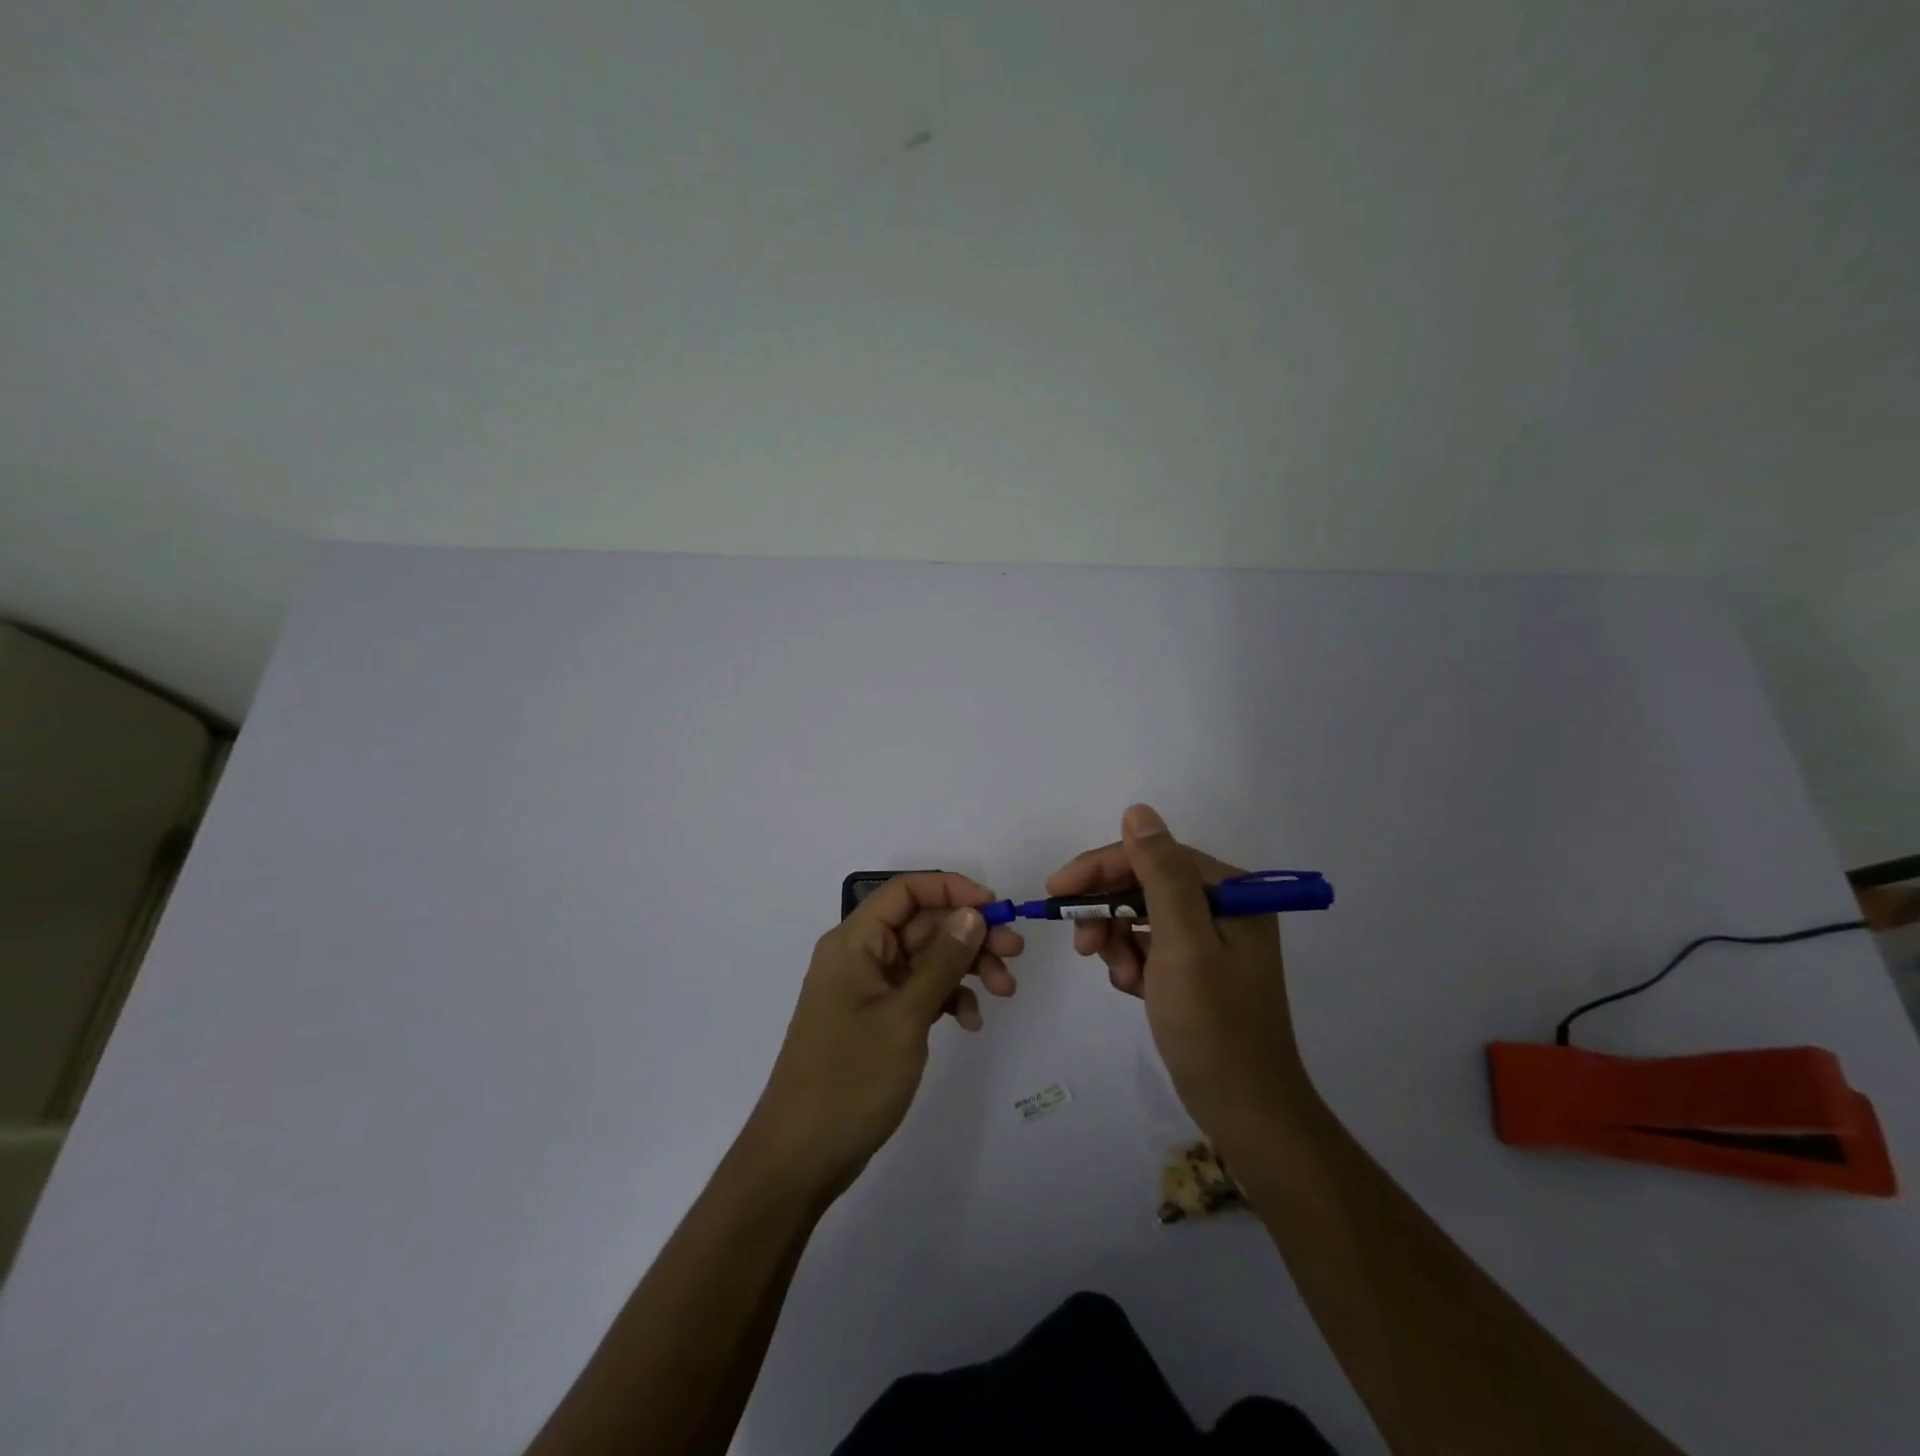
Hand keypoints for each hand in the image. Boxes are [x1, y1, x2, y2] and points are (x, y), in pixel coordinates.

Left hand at [744, 873, 1023, 1201]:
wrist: (801, 1157)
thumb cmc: (850, 1079)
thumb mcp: (905, 1017)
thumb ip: (942, 961)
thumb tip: (973, 913)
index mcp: (854, 942)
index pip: (906, 891)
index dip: (952, 890)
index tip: (996, 908)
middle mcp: (861, 956)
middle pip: (923, 924)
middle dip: (970, 934)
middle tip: (1015, 954)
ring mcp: (869, 989)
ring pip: (927, 958)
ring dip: (966, 968)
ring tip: (1004, 991)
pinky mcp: (878, 1018)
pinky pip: (920, 991)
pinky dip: (947, 999)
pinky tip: (970, 1021)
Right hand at [1047, 804, 1304, 1137]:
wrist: (1245, 1111)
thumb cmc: (1212, 1025)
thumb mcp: (1182, 944)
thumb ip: (1161, 874)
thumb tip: (1138, 812)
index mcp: (1231, 892)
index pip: (1152, 857)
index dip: (1100, 868)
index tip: (1054, 890)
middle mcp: (1224, 906)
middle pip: (1144, 885)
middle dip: (1107, 911)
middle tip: (1083, 946)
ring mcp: (1211, 938)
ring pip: (1141, 915)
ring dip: (1118, 940)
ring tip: (1119, 977)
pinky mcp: (1198, 967)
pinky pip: (1149, 945)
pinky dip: (1132, 961)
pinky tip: (1132, 988)